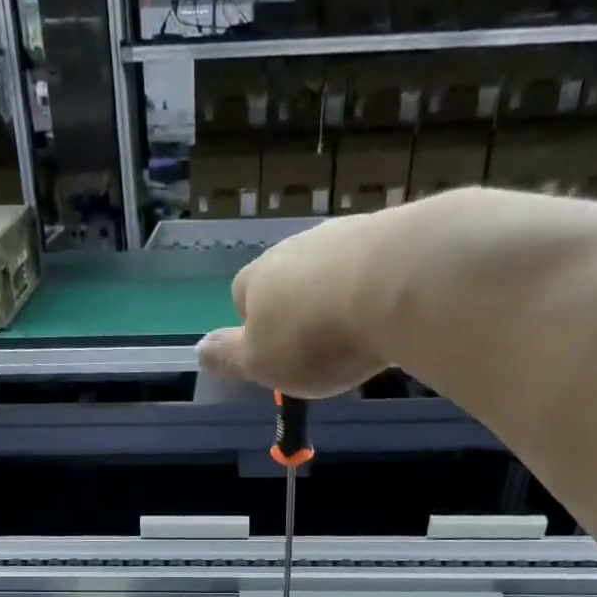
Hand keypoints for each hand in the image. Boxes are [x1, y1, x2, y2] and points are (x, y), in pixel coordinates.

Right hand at [195, 209, 397, 396]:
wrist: (398, 285)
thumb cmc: (314, 336)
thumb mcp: (259, 362)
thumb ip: (229, 357)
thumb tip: (198, 351)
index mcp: (258, 279)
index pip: (241, 294)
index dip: (251, 324)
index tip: (271, 353)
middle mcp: (296, 248)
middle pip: (287, 279)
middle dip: (297, 308)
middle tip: (316, 346)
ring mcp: (345, 235)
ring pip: (330, 269)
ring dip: (337, 296)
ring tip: (356, 332)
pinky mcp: (392, 234)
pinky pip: (373, 265)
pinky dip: (375, 288)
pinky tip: (389, 313)